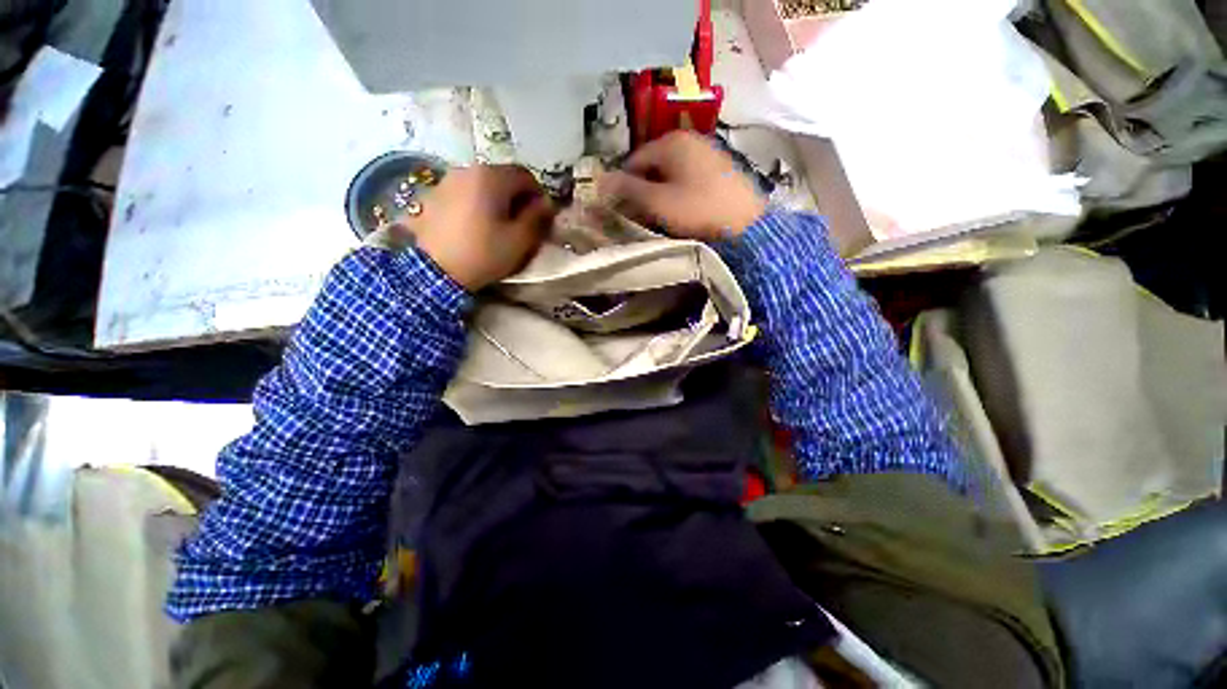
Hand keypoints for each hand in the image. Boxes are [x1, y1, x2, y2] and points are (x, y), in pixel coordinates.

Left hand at [405, 165, 554, 290]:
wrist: (435, 270)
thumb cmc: (484, 253)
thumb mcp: (520, 240)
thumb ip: (537, 217)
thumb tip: (546, 203)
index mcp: (492, 177)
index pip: (526, 176)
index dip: (538, 195)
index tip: (540, 217)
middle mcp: (468, 169)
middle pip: (503, 177)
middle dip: (517, 197)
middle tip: (521, 223)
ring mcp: (448, 180)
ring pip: (483, 184)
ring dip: (496, 200)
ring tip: (497, 225)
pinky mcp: (434, 194)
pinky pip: (465, 192)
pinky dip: (476, 203)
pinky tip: (476, 225)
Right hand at [598, 131, 766, 240]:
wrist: (746, 225)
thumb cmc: (697, 211)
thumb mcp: (657, 203)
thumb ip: (628, 189)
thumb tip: (601, 180)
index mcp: (671, 142)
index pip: (633, 160)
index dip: (623, 185)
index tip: (622, 209)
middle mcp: (689, 139)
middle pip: (652, 165)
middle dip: (643, 189)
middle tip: (642, 216)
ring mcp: (708, 152)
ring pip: (671, 172)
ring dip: (661, 193)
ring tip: (662, 216)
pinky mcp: (720, 168)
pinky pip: (689, 178)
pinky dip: (679, 192)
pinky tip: (683, 210)